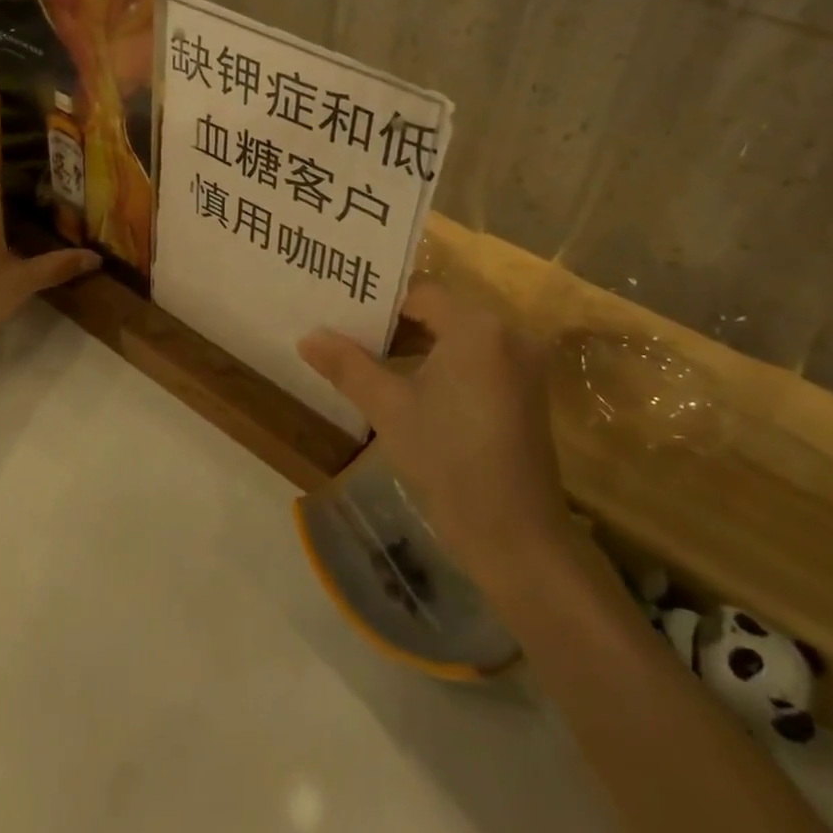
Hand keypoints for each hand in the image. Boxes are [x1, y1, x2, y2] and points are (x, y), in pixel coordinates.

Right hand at [298, 282, 567, 576]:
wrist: (517, 540)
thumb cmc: (449, 461)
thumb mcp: (389, 408)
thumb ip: (347, 365)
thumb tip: (307, 337)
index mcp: (478, 327)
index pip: (420, 292)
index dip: (378, 301)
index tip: (341, 311)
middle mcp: (508, 333)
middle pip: (440, 312)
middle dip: (393, 323)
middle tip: (345, 330)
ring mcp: (523, 365)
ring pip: (457, 337)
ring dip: (416, 344)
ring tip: (367, 357)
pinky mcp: (526, 392)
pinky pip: (475, 359)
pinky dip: (442, 363)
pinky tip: (407, 384)